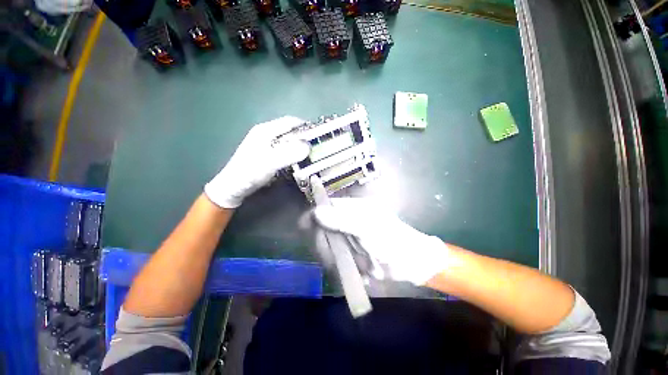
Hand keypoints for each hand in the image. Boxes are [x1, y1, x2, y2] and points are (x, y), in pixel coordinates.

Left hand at [205, 116, 309, 208]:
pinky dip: (294, 153)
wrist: (233, 187)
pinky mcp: (267, 154)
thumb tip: (309, 146)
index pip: (290, 122)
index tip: (320, 135)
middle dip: (304, 138)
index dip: (306, 126)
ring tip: (311, 155)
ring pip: (288, 141)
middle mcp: (266, 134)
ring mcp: (266, 144)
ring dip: (300, 147)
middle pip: (290, 131)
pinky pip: (285, 150)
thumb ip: (289, 153)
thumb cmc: (249, 172)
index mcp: (265, 130)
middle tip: (317, 147)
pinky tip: (299, 161)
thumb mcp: (270, 162)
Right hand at [313, 198, 450, 285]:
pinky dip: (345, 267)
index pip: (328, 206)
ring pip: (330, 246)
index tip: (303, 226)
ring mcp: (350, 238)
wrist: (412, 263)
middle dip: (326, 244)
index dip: (315, 214)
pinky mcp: (352, 253)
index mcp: (354, 209)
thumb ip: (342, 220)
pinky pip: (338, 259)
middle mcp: (349, 221)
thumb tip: (316, 212)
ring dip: (336, 259)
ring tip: (353, 266)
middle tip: (334, 257)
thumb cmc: (392, 241)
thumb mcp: (367, 228)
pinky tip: (361, 271)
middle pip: (324, 228)